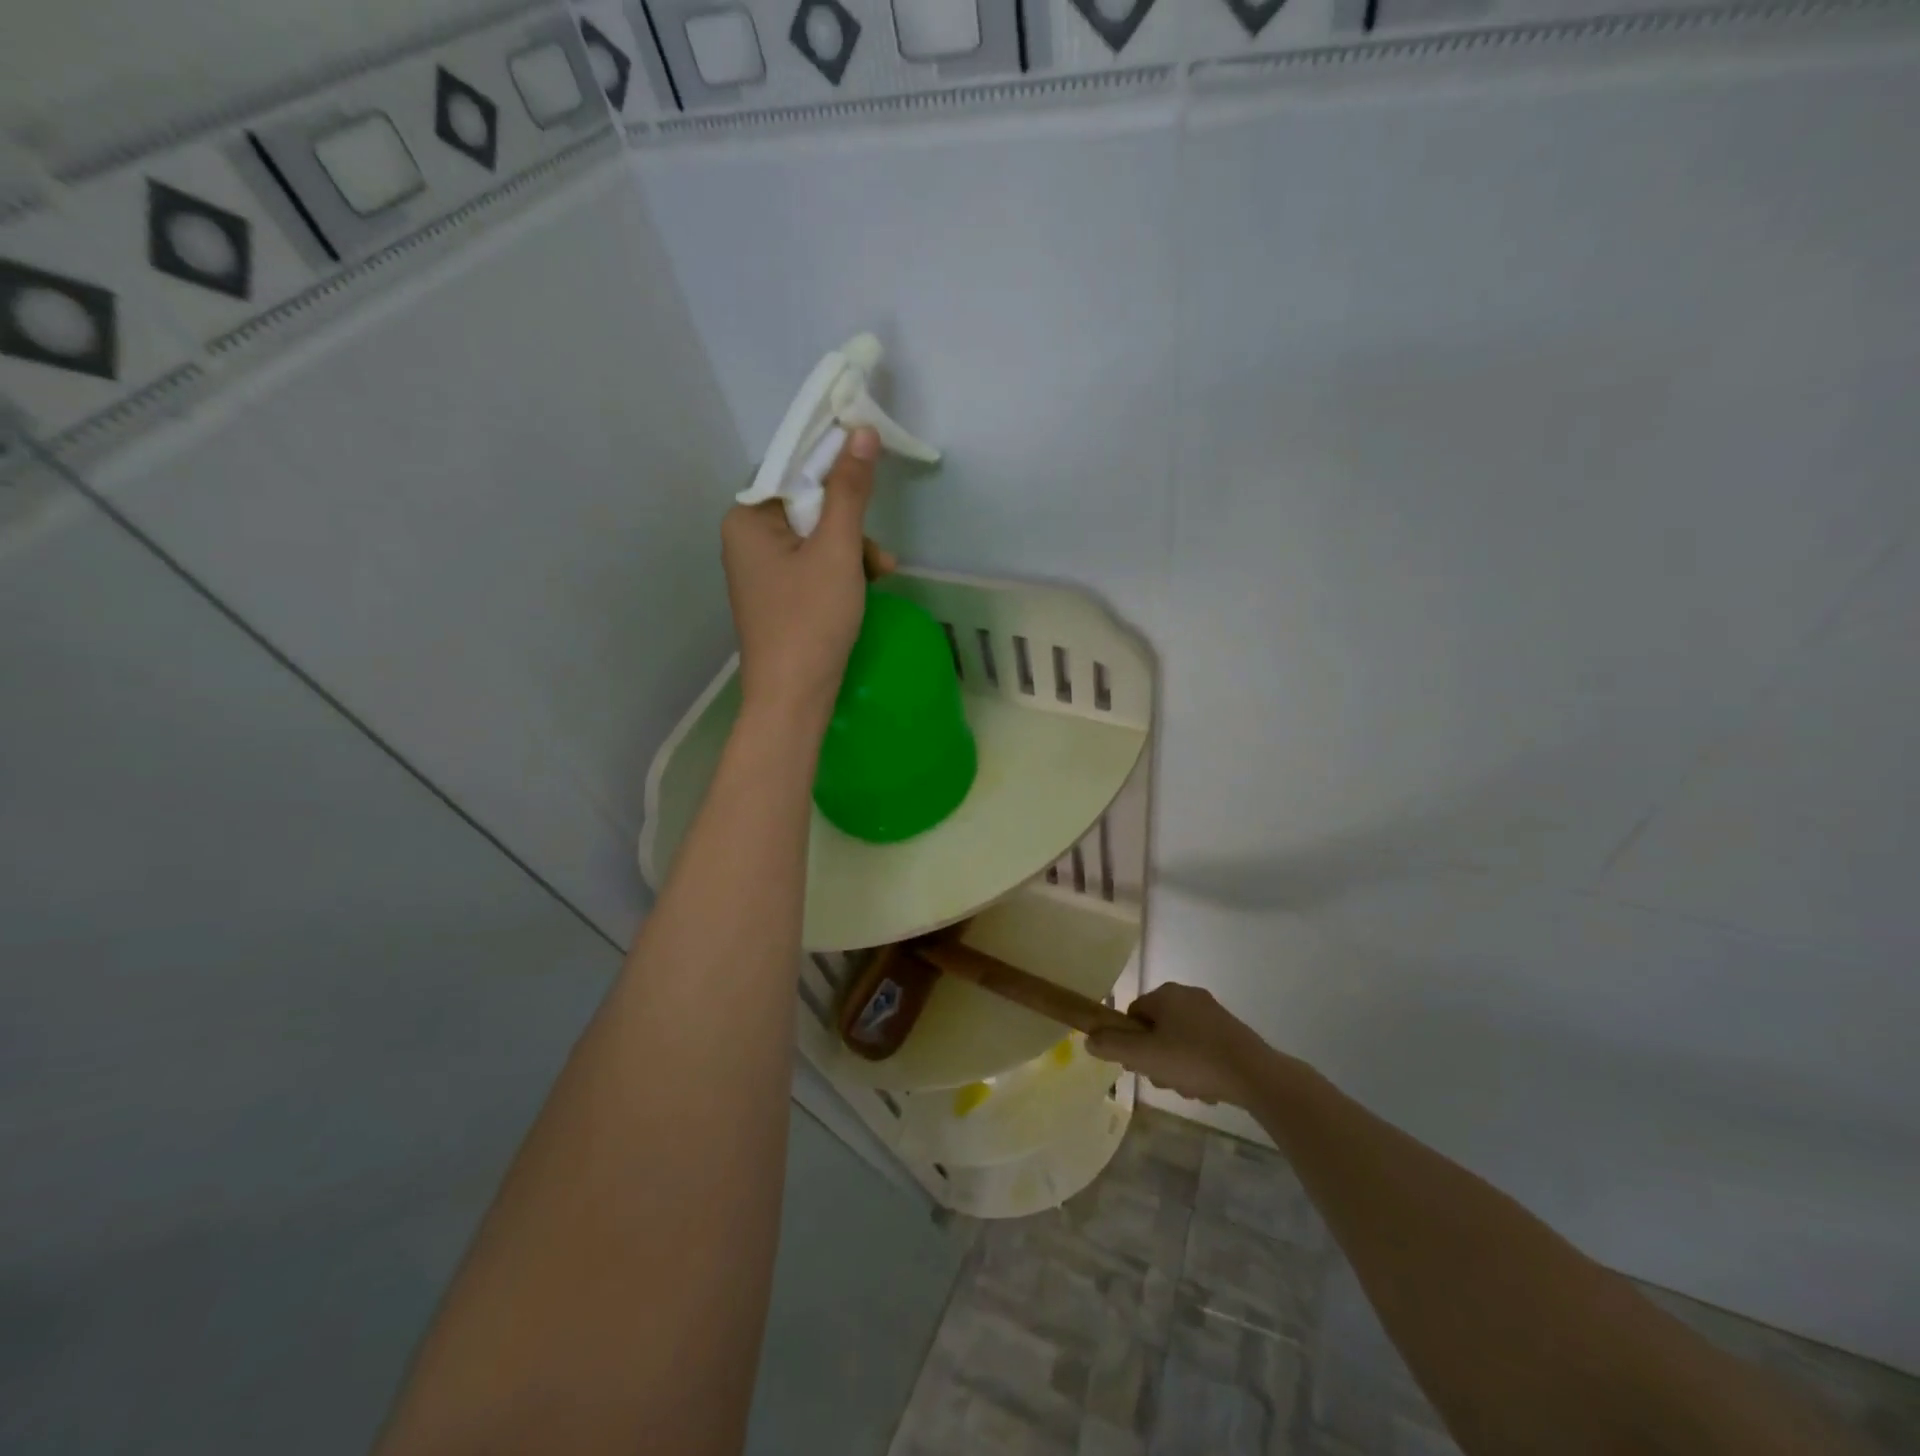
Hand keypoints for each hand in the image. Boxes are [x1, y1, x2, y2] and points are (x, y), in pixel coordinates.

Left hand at [721, 428, 894, 726]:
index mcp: (747, 519)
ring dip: (853, 549)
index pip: (791, 468)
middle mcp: (746, 538)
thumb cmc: (810, 621)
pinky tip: (868, 587)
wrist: (792, 698)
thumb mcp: (837, 551)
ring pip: (815, 536)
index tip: (869, 468)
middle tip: (878, 550)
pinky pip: (812, 565)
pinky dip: (841, 571)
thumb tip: (862, 432)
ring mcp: (760, 570)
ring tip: (882, 574)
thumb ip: (849, 491)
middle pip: (806, 504)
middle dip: (850, 523)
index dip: (832, 464)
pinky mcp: (777, 595)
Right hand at [1086, 983, 1277, 1107]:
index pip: (1133, 1014)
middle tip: (1165, 1080)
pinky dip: (1200, 1067)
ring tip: (1190, 1089)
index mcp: (1166, 994)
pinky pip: (1202, 1048)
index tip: (1140, 1064)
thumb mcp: (1145, 1056)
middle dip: (1157, 1058)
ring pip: (1179, 1042)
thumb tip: (1088, 1039)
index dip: (1131, 1041)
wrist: (1254, 1074)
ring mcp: (1213, 1013)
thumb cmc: (1194, 1060)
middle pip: (1156, 1029)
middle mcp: (1188, 996)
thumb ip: (1112, 1046)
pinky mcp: (1232, 1031)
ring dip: (1178, 1067)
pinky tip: (1208, 1088)